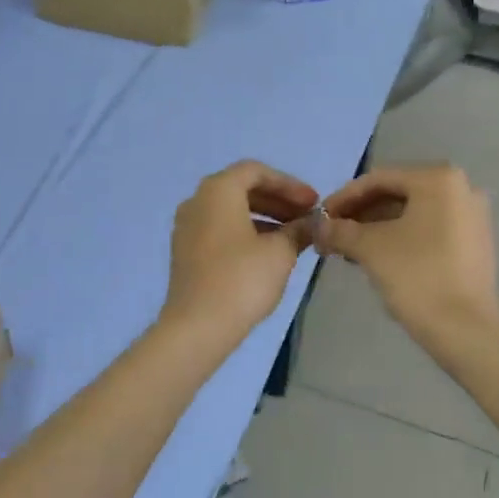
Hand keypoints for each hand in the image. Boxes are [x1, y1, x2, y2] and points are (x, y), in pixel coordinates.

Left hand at [163, 161, 319, 341]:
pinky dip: (245, 232)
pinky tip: (268, 252)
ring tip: (293, 236)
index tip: (314, 203)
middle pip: (242, 188)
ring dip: (264, 218)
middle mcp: (197, 201)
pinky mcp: (185, 251)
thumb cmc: (241, 279)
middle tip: (307, 217)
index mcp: (217, 190)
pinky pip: (220, 229)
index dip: (289, 184)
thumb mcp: (280, 252)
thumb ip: (298, 230)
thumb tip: (312, 223)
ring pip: (231, 210)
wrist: (197, 325)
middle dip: (277, 201)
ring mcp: (187, 226)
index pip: (256, 171)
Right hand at [316, 165, 498, 350]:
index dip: (343, 198)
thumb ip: (340, 230)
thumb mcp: (370, 248)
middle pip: (397, 194)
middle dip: (361, 214)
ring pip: (413, 213)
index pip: (378, 180)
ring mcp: (473, 216)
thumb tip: (318, 227)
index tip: (320, 219)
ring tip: (350, 249)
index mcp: (438, 179)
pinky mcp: (476, 242)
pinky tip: (378, 257)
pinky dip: (402, 237)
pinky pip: (430, 229)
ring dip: (378, 227)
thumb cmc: (416, 277)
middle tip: (333, 234)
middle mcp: (462, 188)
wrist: (465, 331)